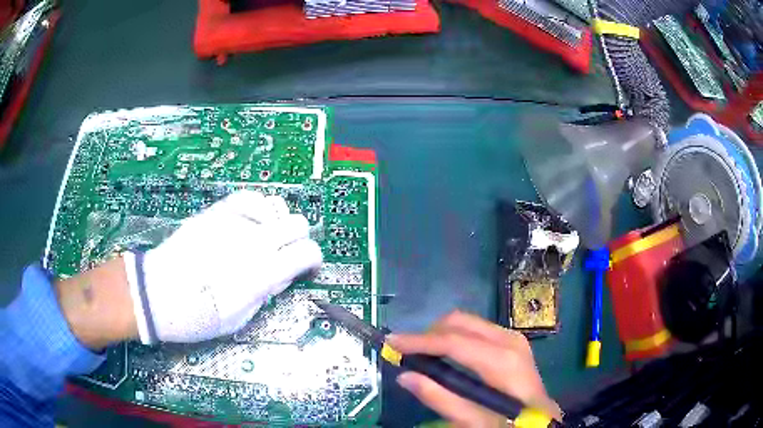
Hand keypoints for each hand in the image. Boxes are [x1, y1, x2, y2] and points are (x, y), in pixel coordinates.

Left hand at [124, 190, 321, 343]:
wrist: (158, 293)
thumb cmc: (198, 316)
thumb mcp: (240, 318)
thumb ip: (267, 292)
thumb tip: (282, 274)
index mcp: (263, 273)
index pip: (308, 252)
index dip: (313, 261)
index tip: (306, 269)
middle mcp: (254, 241)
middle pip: (298, 223)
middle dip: (299, 240)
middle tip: (286, 255)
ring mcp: (234, 222)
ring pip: (277, 205)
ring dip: (279, 222)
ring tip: (266, 237)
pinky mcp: (217, 212)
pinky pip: (249, 197)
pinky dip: (258, 208)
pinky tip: (251, 221)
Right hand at [388, 311, 561, 427]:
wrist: (542, 419)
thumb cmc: (509, 423)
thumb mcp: (474, 420)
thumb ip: (440, 399)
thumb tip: (405, 376)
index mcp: (502, 360)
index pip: (453, 341)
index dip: (418, 341)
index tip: (391, 343)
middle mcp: (508, 340)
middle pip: (459, 322)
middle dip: (428, 334)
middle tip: (406, 353)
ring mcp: (512, 337)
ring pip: (466, 322)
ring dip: (440, 334)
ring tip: (422, 355)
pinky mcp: (512, 341)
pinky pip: (475, 329)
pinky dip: (454, 337)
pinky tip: (445, 355)